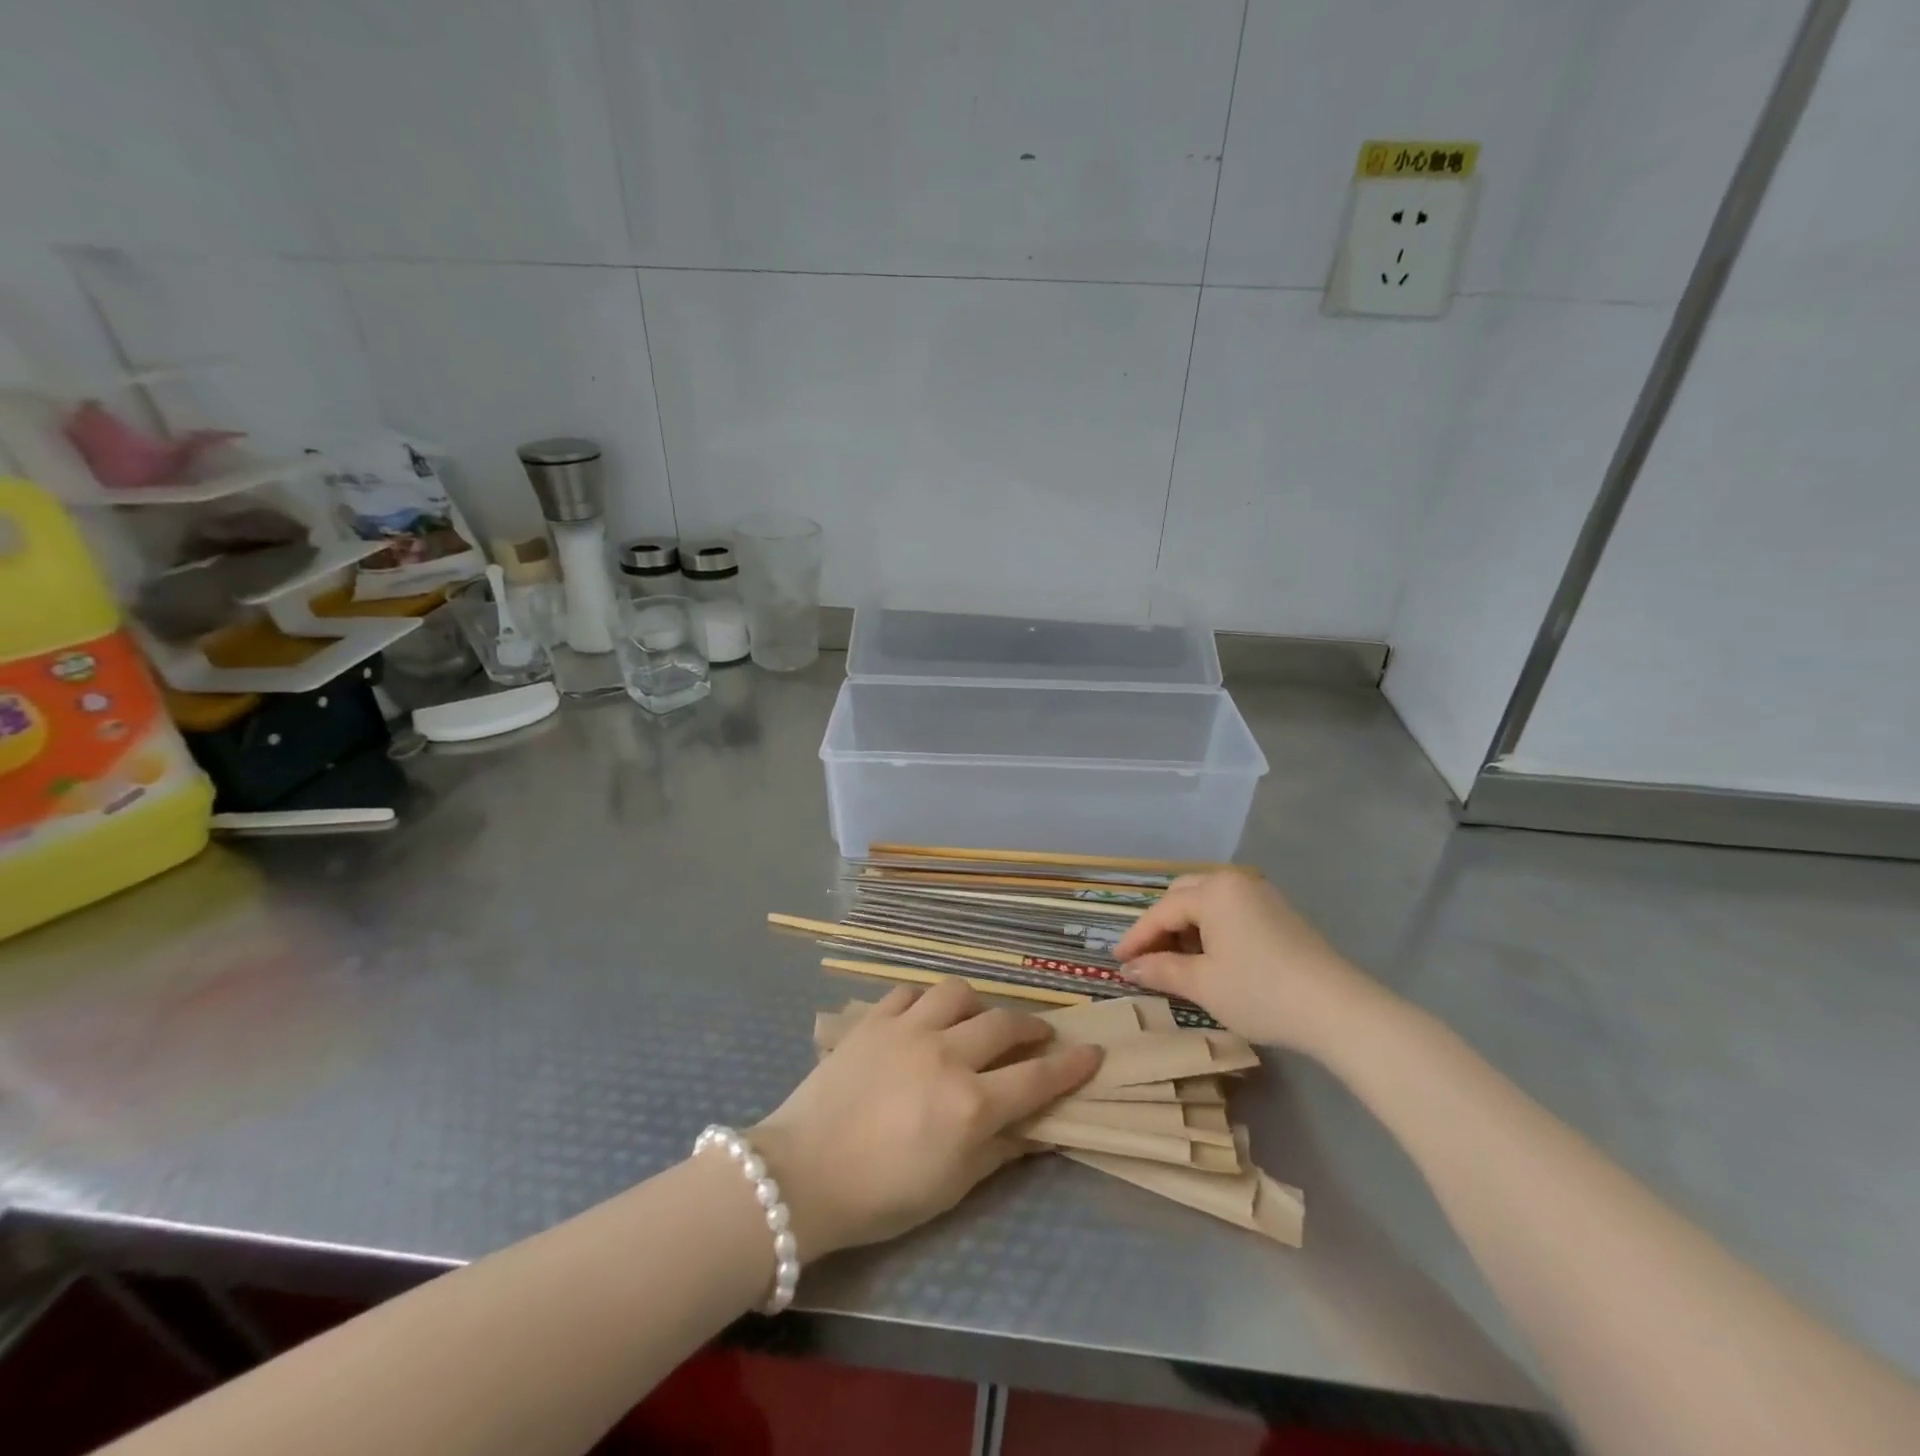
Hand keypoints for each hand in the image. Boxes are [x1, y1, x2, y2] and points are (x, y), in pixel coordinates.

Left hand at [750, 980, 1100, 1257]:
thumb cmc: (881, 1196)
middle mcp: (947, 1055)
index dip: (1072, 1065)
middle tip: (1038, 1036)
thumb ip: (1000, 1152)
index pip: (1038, 1077)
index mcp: (972, 1104)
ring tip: (975, 1022)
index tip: (1093, 1053)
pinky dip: (925, 1002)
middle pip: (1005, 1025)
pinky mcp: (873, 1020)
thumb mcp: (952, 1186)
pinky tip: (923, 1018)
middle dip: (1032, 1028)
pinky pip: (910, 992)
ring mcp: (908, 1030)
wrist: (802, 1174)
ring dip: (977, 1006)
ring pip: (959, 993)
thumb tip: (1039, 1132)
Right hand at [1113, 872, 1392, 1059]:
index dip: (1136, 938)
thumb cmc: (1260, 993)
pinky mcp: (1279, 913)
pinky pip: (1231, 912)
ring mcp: (1261, 895)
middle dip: (1160, 926)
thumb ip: (1160, 970)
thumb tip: (1128, 968)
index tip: (1117, 961)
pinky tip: (1211, 958)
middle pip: (1183, 896)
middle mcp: (1234, 882)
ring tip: (1176, 962)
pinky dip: (1211, 930)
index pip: (1161, 911)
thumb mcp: (1202, 984)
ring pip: (1208, 903)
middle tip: (1146, 958)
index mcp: (1212, 891)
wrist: (1337, 1010)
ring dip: (1186, 928)